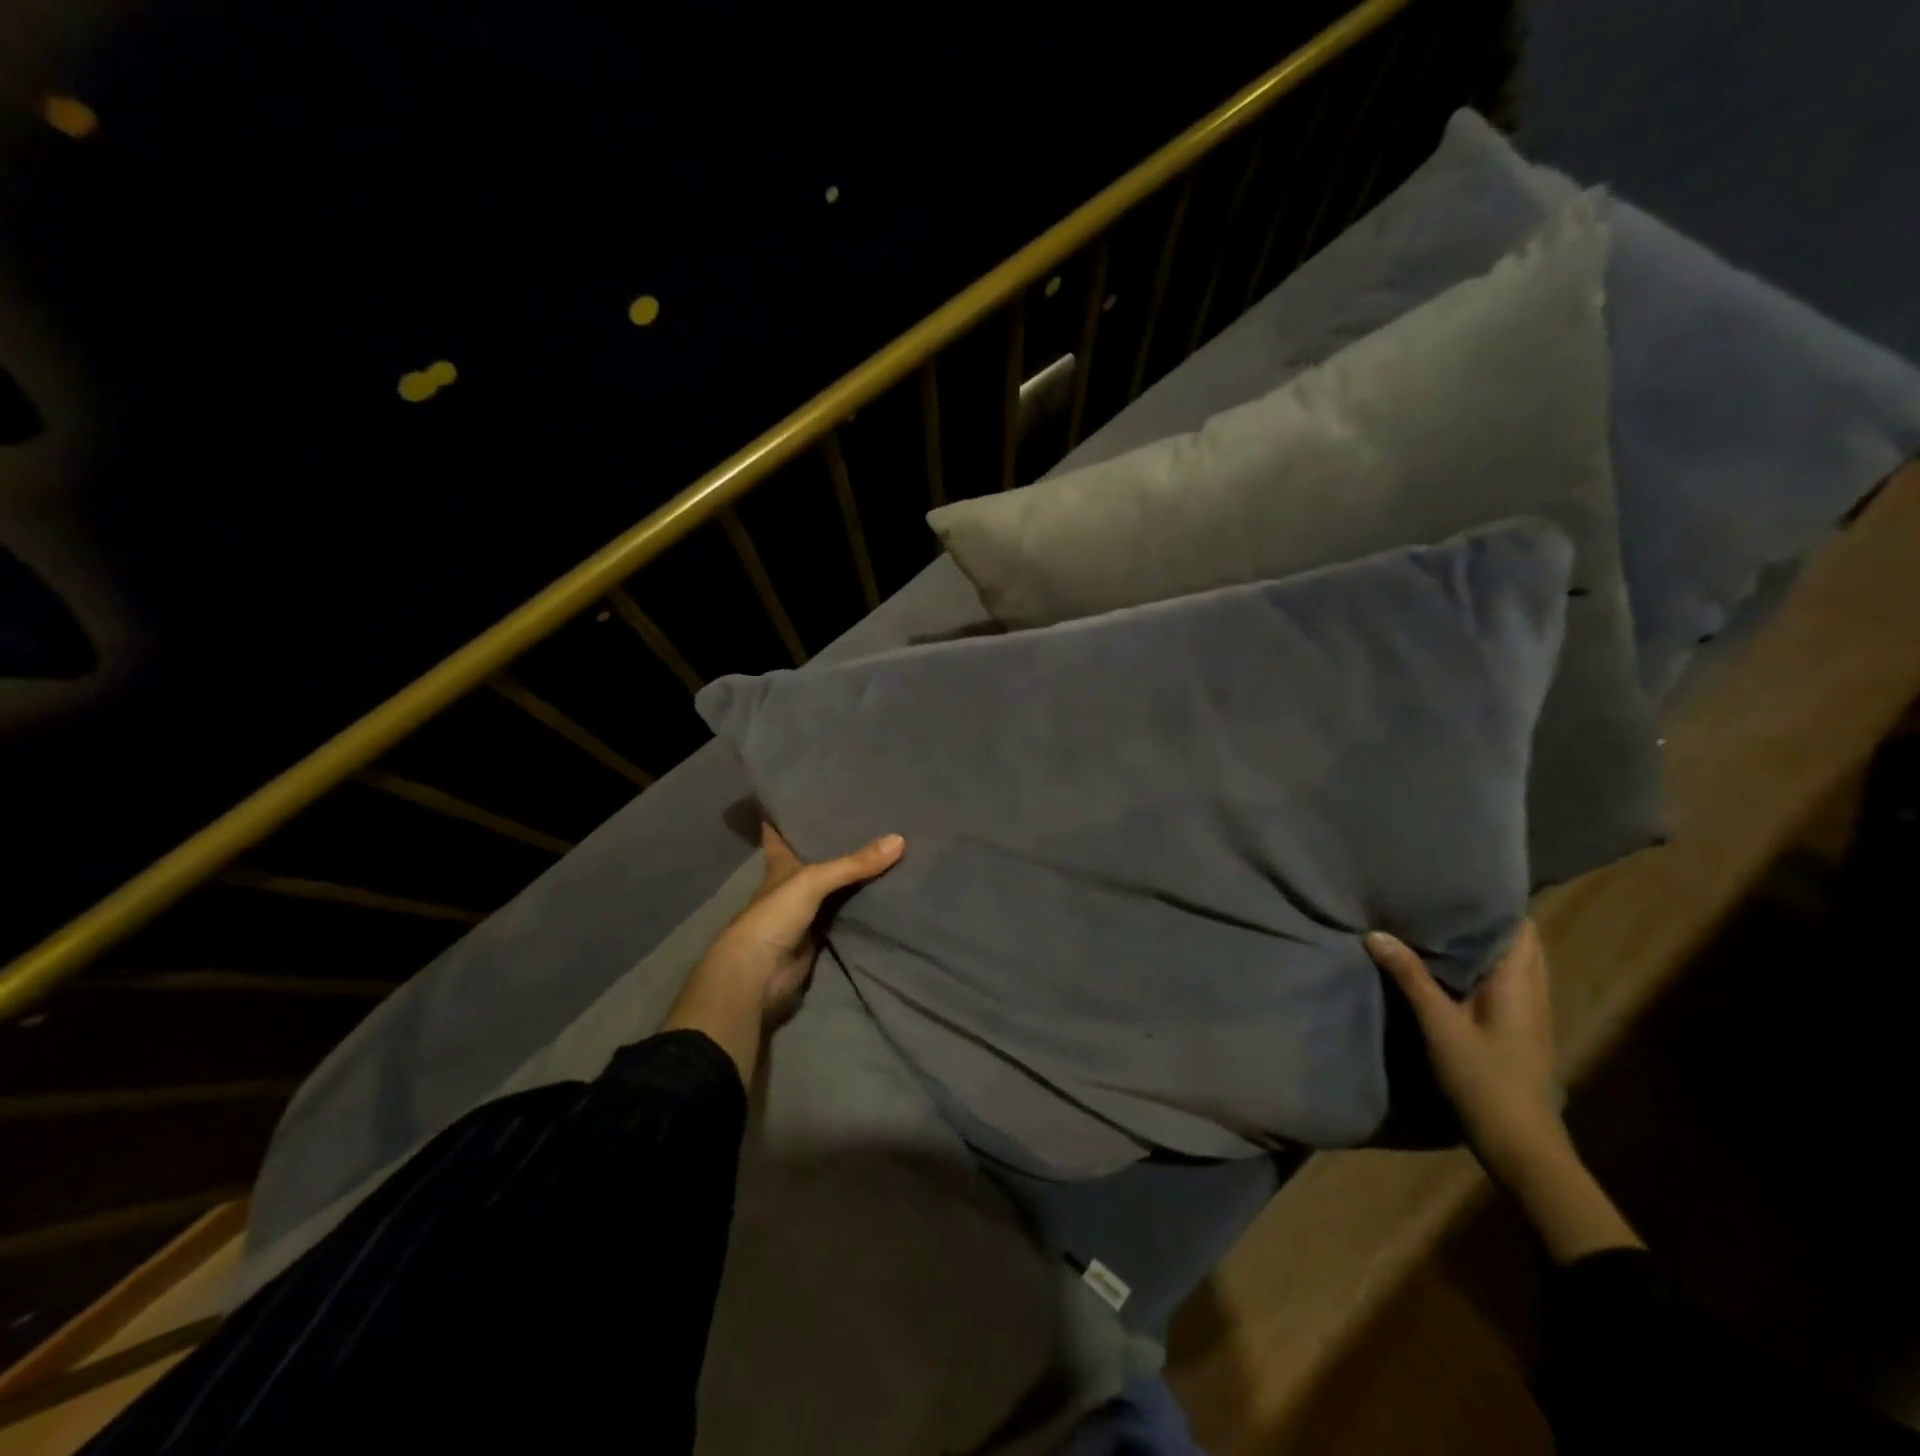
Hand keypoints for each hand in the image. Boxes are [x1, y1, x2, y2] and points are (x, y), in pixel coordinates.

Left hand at [703, 824, 905, 1019]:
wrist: (760, 973)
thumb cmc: (775, 915)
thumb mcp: (814, 880)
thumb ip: (854, 863)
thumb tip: (899, 839)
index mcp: (780, 864)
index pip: (779, 833)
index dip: (785, 815)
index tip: (800, 795)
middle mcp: (793, 883)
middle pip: (815, 857)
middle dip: (835, 842)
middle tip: (868, 818)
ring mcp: (807, 910)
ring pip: (834, 886)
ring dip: (853, 874)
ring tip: (888, 848)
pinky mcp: (821, 935)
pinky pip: (847, 913)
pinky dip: (863, 905)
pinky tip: (887, 890)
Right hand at [1366, 921, 1640, 1262]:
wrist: (1521, 1145)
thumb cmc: (1484, 1079)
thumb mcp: (1439, 1026)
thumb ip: (1410, 977)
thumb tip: (1376, 933)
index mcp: (1520, 982)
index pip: (1518, 925)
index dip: (1492, 901)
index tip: (1456, 880)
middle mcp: (1533, 990)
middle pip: (1517, 940)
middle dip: (1482, 918)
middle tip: (1436, 897)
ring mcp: (1530, 1012)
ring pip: (1511, 962)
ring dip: (1481, 943)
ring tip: (1435, 923)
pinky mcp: (1519, 1029)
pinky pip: (1503, 981)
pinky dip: (1479, 965)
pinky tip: (1446, 967)